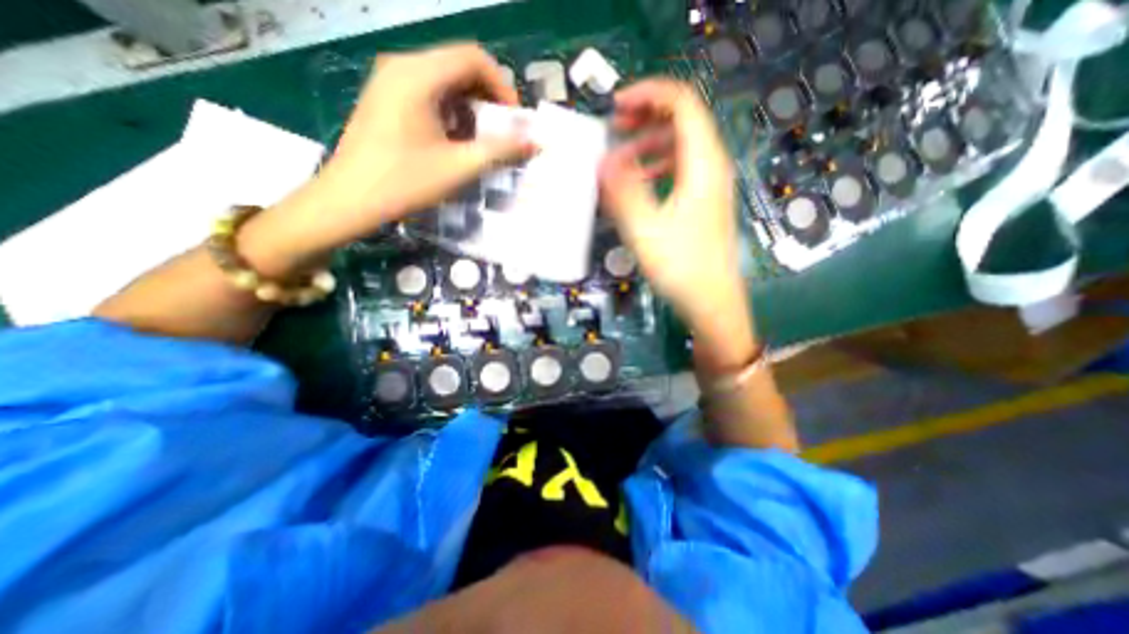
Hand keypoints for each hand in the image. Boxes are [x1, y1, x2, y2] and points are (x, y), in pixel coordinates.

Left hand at [243, 42, 534, 275]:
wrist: (349, 200)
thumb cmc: (405, 182)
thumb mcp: (459, 167)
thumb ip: (501, 150)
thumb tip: (535, 141)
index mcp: (418, 74)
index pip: (473, 58)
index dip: (502, 86)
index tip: (514, 121)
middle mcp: (402, 65)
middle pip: (458, 66)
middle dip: (488, 98)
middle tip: (502, 133)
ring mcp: (389, 80)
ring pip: (444, 80)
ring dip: (470, 107)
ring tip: (479, 141)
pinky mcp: (385, 98)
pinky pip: (428, 92)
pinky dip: (451, 112)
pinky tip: (453, 140)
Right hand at [595, 76, 746, 330]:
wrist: (711, 302)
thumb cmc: (681, 267)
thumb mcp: (645, 230)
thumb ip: (622, 192)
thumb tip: (602, 161)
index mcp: (702, 164)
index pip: (682, 104)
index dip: (649, 94)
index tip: (615, 106)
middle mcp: (711, 167)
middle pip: (683, 120)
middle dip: (646, 115)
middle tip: (614, 126)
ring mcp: (709, 185)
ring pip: (681, 145)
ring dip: (649, 142)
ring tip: (621, 156)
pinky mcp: (703, 203)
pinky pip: (680, 169)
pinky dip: (657, 166)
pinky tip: (640, 182)